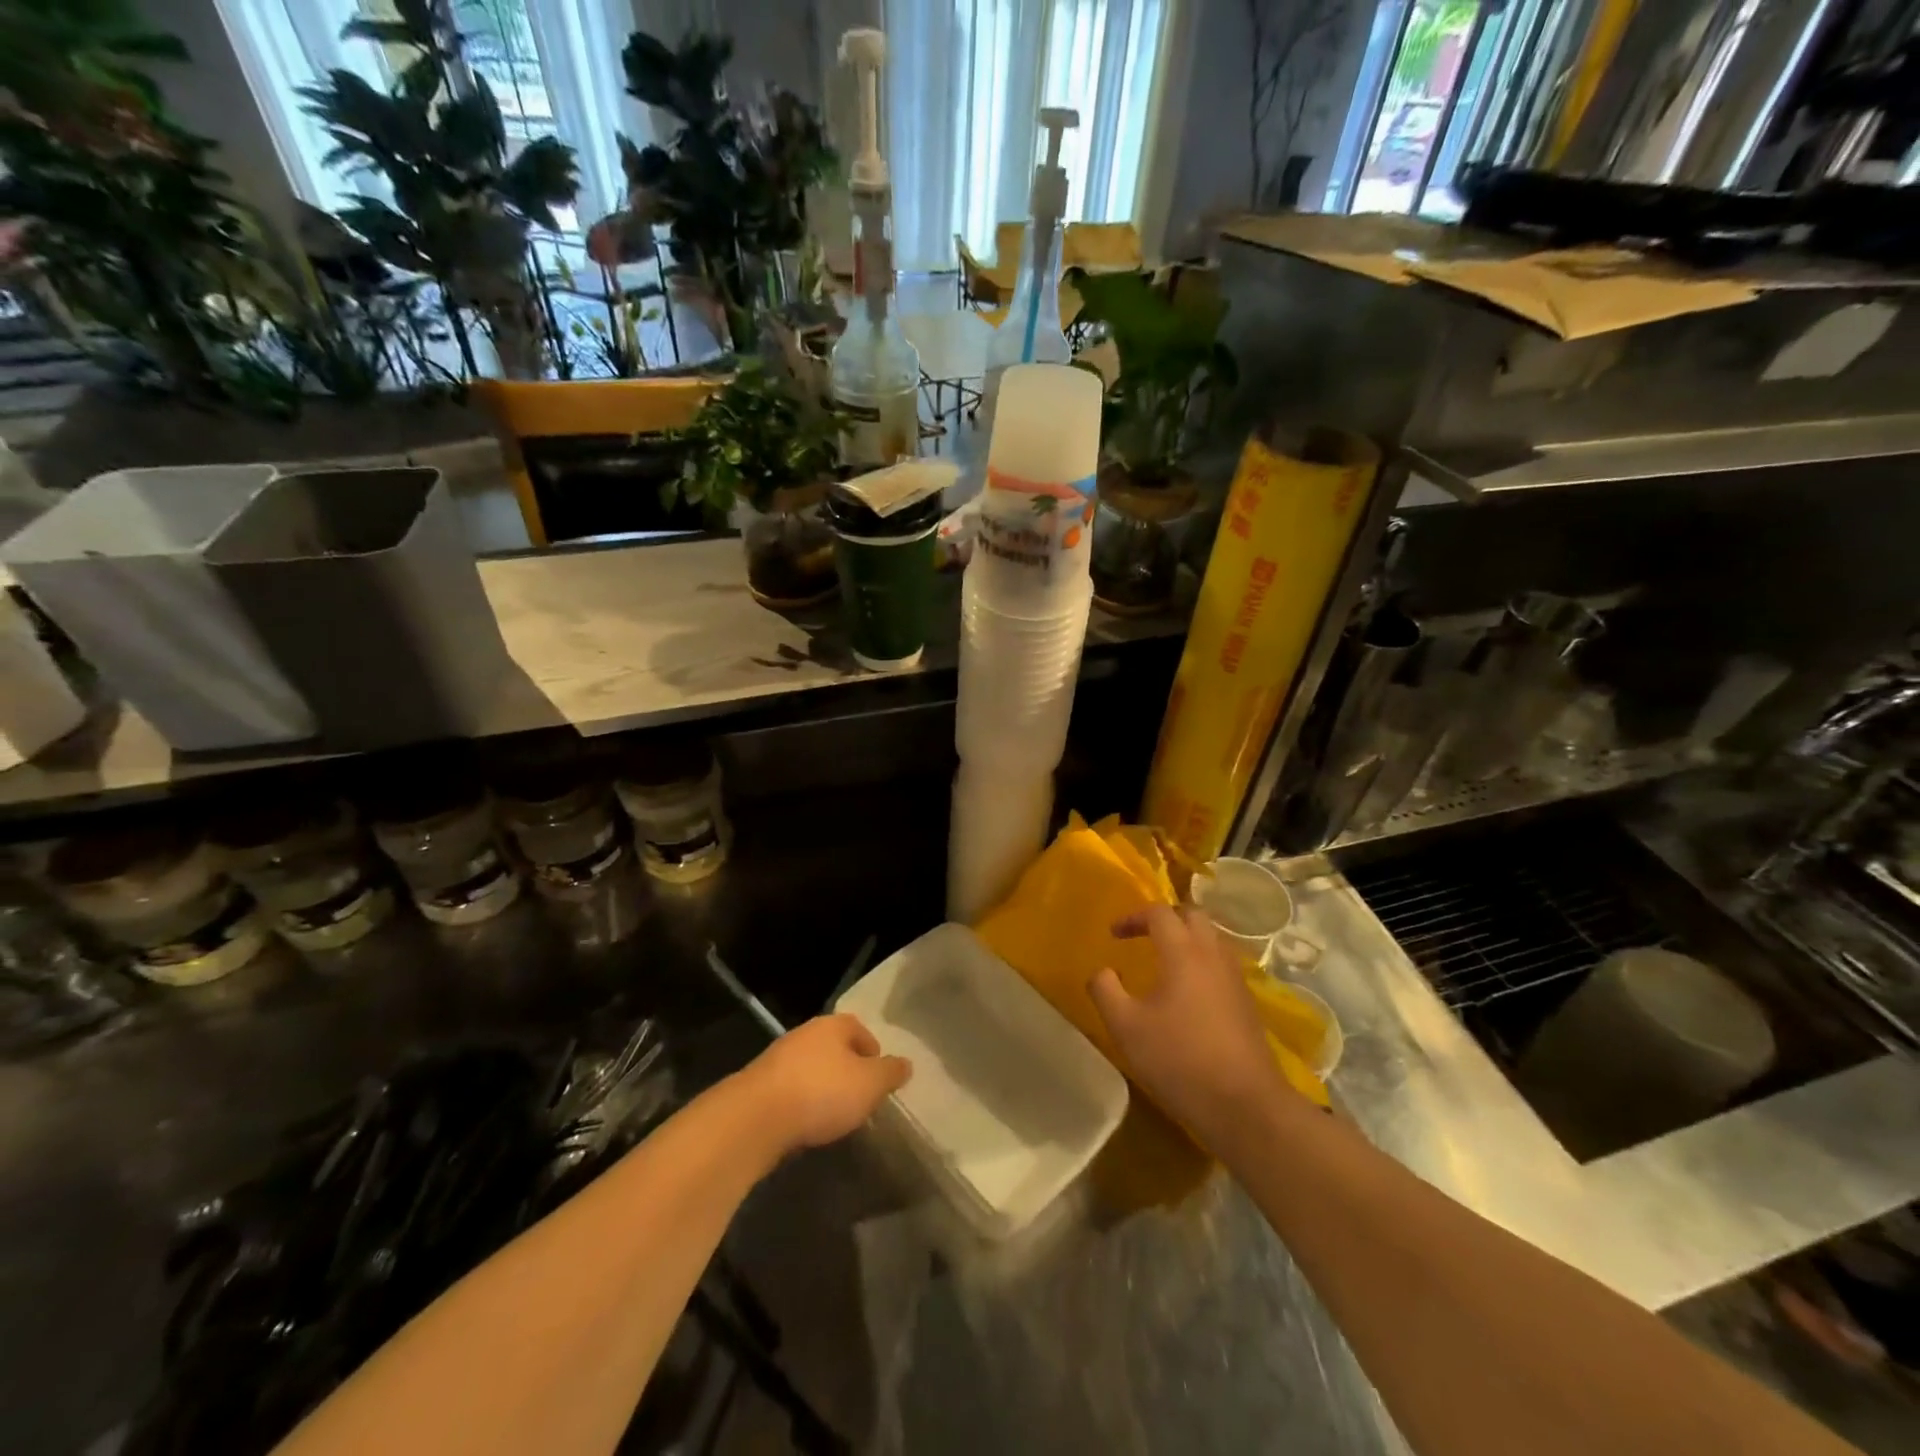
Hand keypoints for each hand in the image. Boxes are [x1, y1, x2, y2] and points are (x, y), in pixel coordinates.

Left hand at [737, 1014, 911, 1156]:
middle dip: (847, 1070)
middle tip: (859, 1098)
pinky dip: (801, 1103)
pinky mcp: (759, 1086)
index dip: (873, 1053)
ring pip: (811, 1068)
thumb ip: (890, 1073)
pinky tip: (806, 1125)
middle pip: (834, 1048)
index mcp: (833, 1025)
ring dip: (822, 1087)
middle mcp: (805, 1033)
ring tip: (833, 1116)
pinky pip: (790, 1090)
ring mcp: (778, 1058)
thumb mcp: (870, 1084)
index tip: (879, 1079)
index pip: (860, 1030)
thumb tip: (905, 1063)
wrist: (756, 1118)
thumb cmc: (822, 1092)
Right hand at [1088, 905, 1293, 1148]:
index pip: (1160, 913)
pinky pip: (1222, 963)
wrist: (1245, 1105)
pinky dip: (1202, 961)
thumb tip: (1102, 971)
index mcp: (1183, 952)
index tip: (1114, 934)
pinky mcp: (1247, 1002)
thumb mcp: (1126, 1027)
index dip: (1133, 917)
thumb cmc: (1179, 1060)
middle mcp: (1213, 955)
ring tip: (1164, 961)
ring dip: (1187, 939)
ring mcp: (1235, 978)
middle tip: (1143, 936)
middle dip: (1165, 918)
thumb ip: (1106, 991)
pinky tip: (1188, 992)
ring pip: (1212, 938)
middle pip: (1192, 915)